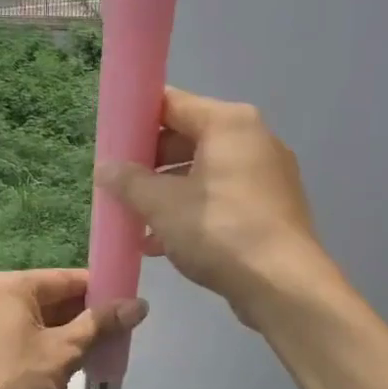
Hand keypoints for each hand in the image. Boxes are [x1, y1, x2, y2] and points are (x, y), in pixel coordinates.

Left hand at [0, 269, 147, 388]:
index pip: (67, 278)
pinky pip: (14, 334)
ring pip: (32, 319)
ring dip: (62, 333)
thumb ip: (100, 324)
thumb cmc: (14, 384)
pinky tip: (59, 365)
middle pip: (49, 297)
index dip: (101, 292)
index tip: (128, 309)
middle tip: (115, 336)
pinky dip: (38, 344)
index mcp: (9, 285)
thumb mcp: (64, 352)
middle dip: (82, 316)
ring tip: (93, 353)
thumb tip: (138, 304)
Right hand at [95, 87, 326, 325]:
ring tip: (135, 220)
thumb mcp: (162, 206)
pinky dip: (192, 210)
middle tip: (119, 185)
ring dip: (167, 193)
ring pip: (203, 172)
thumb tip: (104, 168)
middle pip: (188, 138)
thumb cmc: (219, 232)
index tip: (110, 141)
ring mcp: (267, 174)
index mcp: (229, 123)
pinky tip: (161, 242)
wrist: (283, 285)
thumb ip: (129, 182)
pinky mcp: (271, 207)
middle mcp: (253, 139)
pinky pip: (222, 197)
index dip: (136, 120)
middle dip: (150, 164)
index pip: (172, 103)